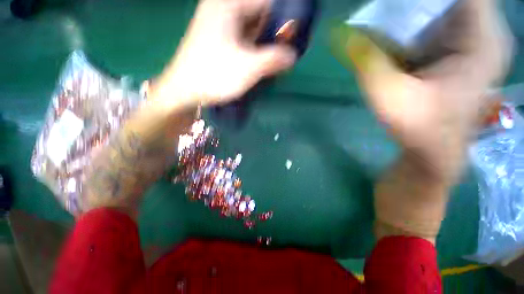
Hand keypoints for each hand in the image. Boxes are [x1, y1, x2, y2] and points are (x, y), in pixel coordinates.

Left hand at [154, 0, 295, 108]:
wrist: (185, 91)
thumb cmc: (214, 76)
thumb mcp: (248, 68)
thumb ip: (273, 59)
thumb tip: (292, 56)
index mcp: (229, 5)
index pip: (267, 3)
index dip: (284, 19)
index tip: (294, 38)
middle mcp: (224, 10)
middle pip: (260, 17)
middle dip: (275, 35)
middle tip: (285, 54)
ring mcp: (220, 27)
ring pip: (252, 31)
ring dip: (265, 46)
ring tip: (275, 62)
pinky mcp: (219, 42)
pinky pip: (243, 41)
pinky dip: (254, 51)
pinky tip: (260, 64)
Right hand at [346, 0, 512, 182]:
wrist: (432, 150)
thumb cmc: (417, 128)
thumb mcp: (388, 95)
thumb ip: (367, 61)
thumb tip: (341, 34)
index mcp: (481, 39)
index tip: (395, 4)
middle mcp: (485, 33)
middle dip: (417, 3)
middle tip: (387, 10)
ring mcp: (476, 41)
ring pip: (447, 6)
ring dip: (417, 8)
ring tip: (389, 18)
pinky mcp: (463, 50)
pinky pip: (443, 21)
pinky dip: (420, 21)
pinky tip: (399, 33)